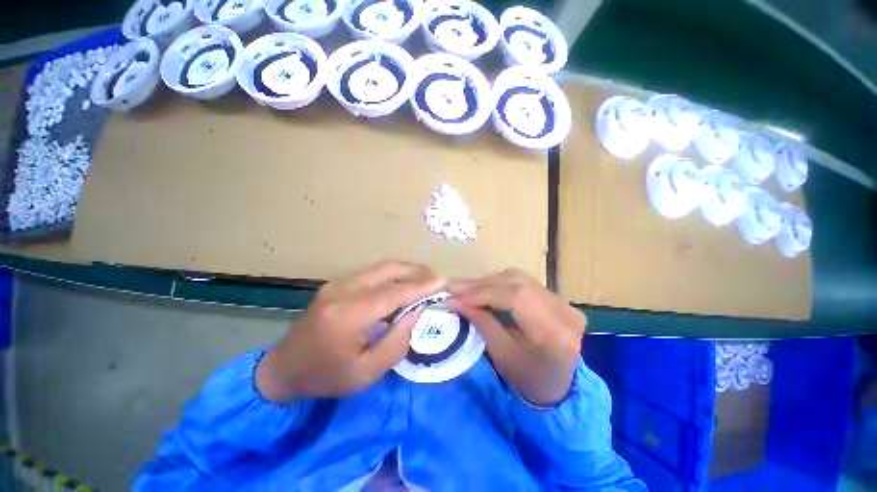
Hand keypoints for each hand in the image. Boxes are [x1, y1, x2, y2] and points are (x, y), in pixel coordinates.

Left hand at [257, 260, 444, 400]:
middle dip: (416, 271)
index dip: (421, 287)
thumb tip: (418, 311)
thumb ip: (397, 341)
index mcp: (347, 315)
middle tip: (436, 278)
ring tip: (425, 279)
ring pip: (381, 267)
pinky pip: (373, 272)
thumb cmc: (327, 376)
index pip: (393, 293)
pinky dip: (393, 274)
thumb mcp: (366, 372)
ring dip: (406, 270)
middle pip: (387, 270)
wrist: (285, 367)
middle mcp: (342, 290)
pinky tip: (404, 283)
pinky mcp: (338, 282)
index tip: (443, 281)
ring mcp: (338, 282)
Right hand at [449, 270, 585, 406]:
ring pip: (516, 278)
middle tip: (454, 289)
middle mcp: (563, 309)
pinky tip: (482, 290)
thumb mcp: (502, 355)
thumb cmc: (529, 379)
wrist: (558, 384)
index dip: (482, 293)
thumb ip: (481, 322)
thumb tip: (454, 300)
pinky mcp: (553, 296)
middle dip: (480, 285)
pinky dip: (497, 283)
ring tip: (464, 290)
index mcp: (556, 333)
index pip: (516, 297)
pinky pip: (520, 281)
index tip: (454, 295)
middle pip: (516, 282)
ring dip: (487, 282)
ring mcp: (561, 300)